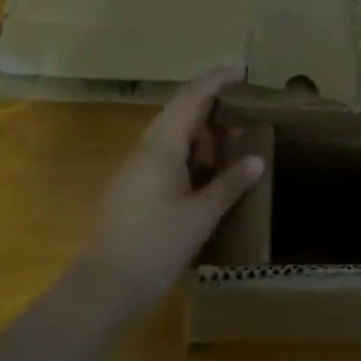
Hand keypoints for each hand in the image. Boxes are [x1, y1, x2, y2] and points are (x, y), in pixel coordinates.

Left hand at [83, 67, 263, 304]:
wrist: (102, 290)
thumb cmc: (155, 246)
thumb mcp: (201, 215)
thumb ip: (229, 183)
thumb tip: (257, 158)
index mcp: (162, 146)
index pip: (192, 97)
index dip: (217, 80)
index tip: (242, 71)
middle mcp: (146, 150)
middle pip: (181, 113)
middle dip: (214, 109)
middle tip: (247, 116)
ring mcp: (135, 170)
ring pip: (173, 137)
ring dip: (203, 136)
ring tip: (234, 149)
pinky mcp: (132, 190)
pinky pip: (166, 158)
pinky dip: (191, 157)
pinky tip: (208, 177)